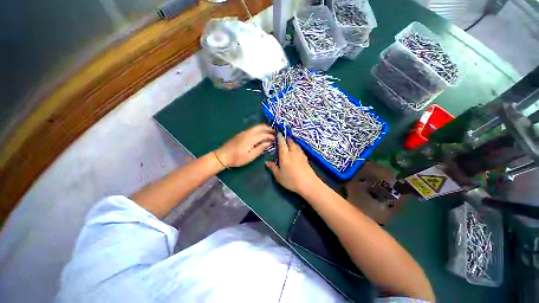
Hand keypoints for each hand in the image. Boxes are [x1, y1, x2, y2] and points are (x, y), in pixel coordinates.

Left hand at [215, 124, 274, 167]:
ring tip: (269, 132)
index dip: (270, 136)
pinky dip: (259, 129)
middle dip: (268, 128)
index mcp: (251, 138)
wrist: (223, 156)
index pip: (264, 134)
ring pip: (256, 127)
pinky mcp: (241, 133)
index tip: (275, 139)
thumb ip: (260, 148)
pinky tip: (261, 133)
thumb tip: (268, 143)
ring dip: (264, 128)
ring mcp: (244, 132)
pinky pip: (252, 129)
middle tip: (274, 132)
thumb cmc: (237, 158)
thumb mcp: (250, 156)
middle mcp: (248, 133)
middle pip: (260, 126)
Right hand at [265, 133, 320, 194]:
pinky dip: (297, 147)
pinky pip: (300, 149)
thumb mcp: (278, 176)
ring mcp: (300, 154)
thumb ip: (273, 168)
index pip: (282, 143)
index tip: (278, 133)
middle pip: (290, 142)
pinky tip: (297, 151)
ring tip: (290, 143)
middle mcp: (293, 152)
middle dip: (287, 138)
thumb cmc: (291, 180)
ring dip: (292, 142)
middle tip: (284, 138)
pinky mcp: (306, 158)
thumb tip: (267, 162)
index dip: (280, 137)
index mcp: (285, 155)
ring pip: (296, 145)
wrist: (308, 184)